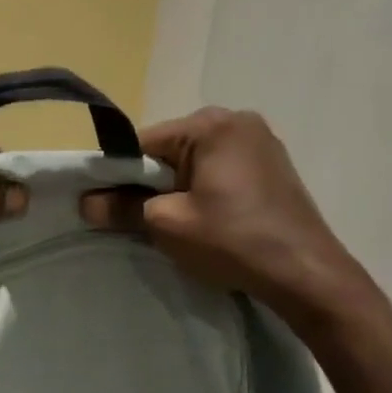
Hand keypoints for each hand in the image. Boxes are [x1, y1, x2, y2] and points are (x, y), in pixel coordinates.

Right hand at [86, 107, 370, 325]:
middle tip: (146, 219)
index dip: (120, 175)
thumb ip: (121, 207)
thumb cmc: (232, 241)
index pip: (142, 143)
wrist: (306, 273)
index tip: (110, 206)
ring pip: (194, 160)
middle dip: (151, 181)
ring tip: (179, 222)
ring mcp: (259, 140)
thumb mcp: (166, 224)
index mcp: (210, 124)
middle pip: (169, 149)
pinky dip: (203, 188)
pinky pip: (219, 168)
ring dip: (177, 186)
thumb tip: (85, 202)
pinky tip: (208, 218)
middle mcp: (236, 119)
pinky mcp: (272, 163)